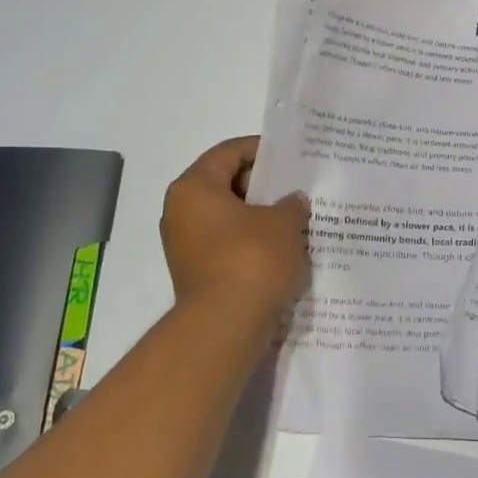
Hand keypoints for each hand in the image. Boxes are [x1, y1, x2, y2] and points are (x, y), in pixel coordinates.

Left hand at [160, 136, 310, 319]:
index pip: (229, 152)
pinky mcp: (195, 272)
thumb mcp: (284, 222)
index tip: (291, 156)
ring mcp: (185, 245)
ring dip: (258, 215)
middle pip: (225, 183)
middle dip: (262, 184)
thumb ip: (291, 204)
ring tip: (294, 217)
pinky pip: (226, 243)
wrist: (225, 327)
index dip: (262, 149)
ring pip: (227, 216)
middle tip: (296, 186)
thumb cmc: (252, 259)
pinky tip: (281, 246)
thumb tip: (292, 202)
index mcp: (194, 187)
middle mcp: (180, 211)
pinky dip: (250, 240)